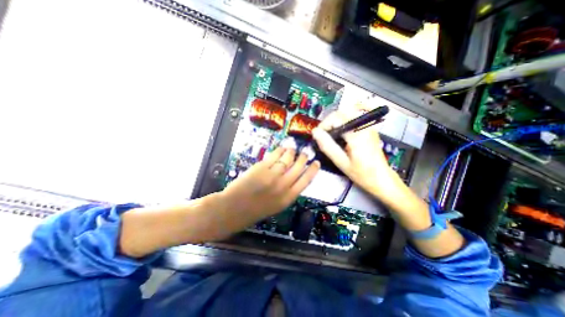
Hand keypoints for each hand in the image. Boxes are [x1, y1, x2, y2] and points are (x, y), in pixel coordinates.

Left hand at [220, 146, 319, 218]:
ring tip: (292, 148)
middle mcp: (283, 186)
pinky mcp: (261, 168)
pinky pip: (274, 156)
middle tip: (306, 152)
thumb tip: (295, 177)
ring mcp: (272, 175)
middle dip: (303, 158)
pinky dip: (279, 150)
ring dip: (291, 152)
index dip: (313, 170)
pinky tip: (282, 148)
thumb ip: (287, 192)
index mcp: (288, 198)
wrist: (234, 209)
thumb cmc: (255, 210)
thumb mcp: (277, 205)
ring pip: (287, 159)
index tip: (317, 163)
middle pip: (298, 167)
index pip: (306, 180)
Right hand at [310, 112, 397, 200]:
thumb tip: (315, 133)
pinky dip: (343, 122)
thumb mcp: (342, 163)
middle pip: (342, 112)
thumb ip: (328, 146)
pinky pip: (354, 118)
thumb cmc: (362, 174)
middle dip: (329, 121)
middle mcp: (365, 126)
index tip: (317, 135)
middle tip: (323, 135)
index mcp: (358, 135)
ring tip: (330, 134)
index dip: (324, 124)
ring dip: (335, 121)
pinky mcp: (369, 129)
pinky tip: (340, 133)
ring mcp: (369, 126)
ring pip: (348, 113)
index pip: (337, 118)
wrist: (382, 179)